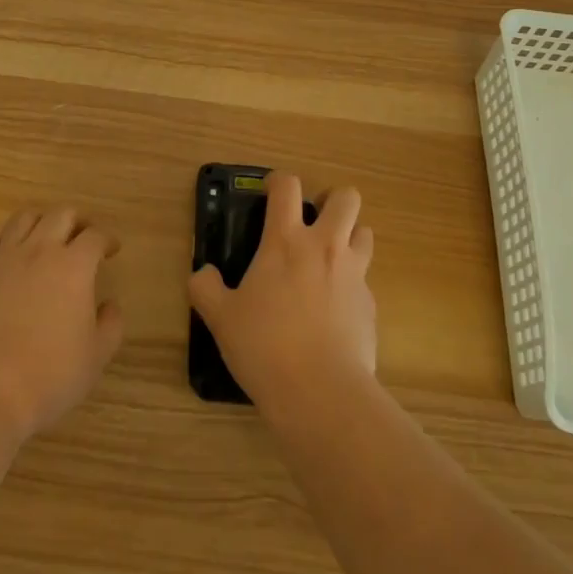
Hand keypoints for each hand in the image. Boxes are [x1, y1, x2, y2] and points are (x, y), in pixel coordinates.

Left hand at [0, 206, 124, 445]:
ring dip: (40, 222)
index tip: (111, 249)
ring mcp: (2, 261)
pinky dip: (2, 243)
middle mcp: (38, 252)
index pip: (94, 236)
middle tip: (83, 237)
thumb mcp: (95, 357)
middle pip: (60, 215)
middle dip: (77, 220)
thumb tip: (109, 305)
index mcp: (73, 267)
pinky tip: (7, 257)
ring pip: (23, 219)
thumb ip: (111, 325)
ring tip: (47, 238)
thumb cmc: (47, 377)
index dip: (107, 239)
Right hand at [189, 173, 376, 410]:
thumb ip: (206, 288)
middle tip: (314, 220)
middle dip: (332, 200)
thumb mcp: (221, 318)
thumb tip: (202, 274)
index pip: (287, 186)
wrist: (321, 392)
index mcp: (286, 241)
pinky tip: (335, 311)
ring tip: (330, 259)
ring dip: (350, 236)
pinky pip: (365, 280)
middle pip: (346, 198)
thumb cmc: (265, 346)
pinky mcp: (371, 306)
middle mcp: (325, 247)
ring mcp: (354, 275)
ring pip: (365, 232)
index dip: (278, 181)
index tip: (270, 192)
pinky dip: (352, 284)